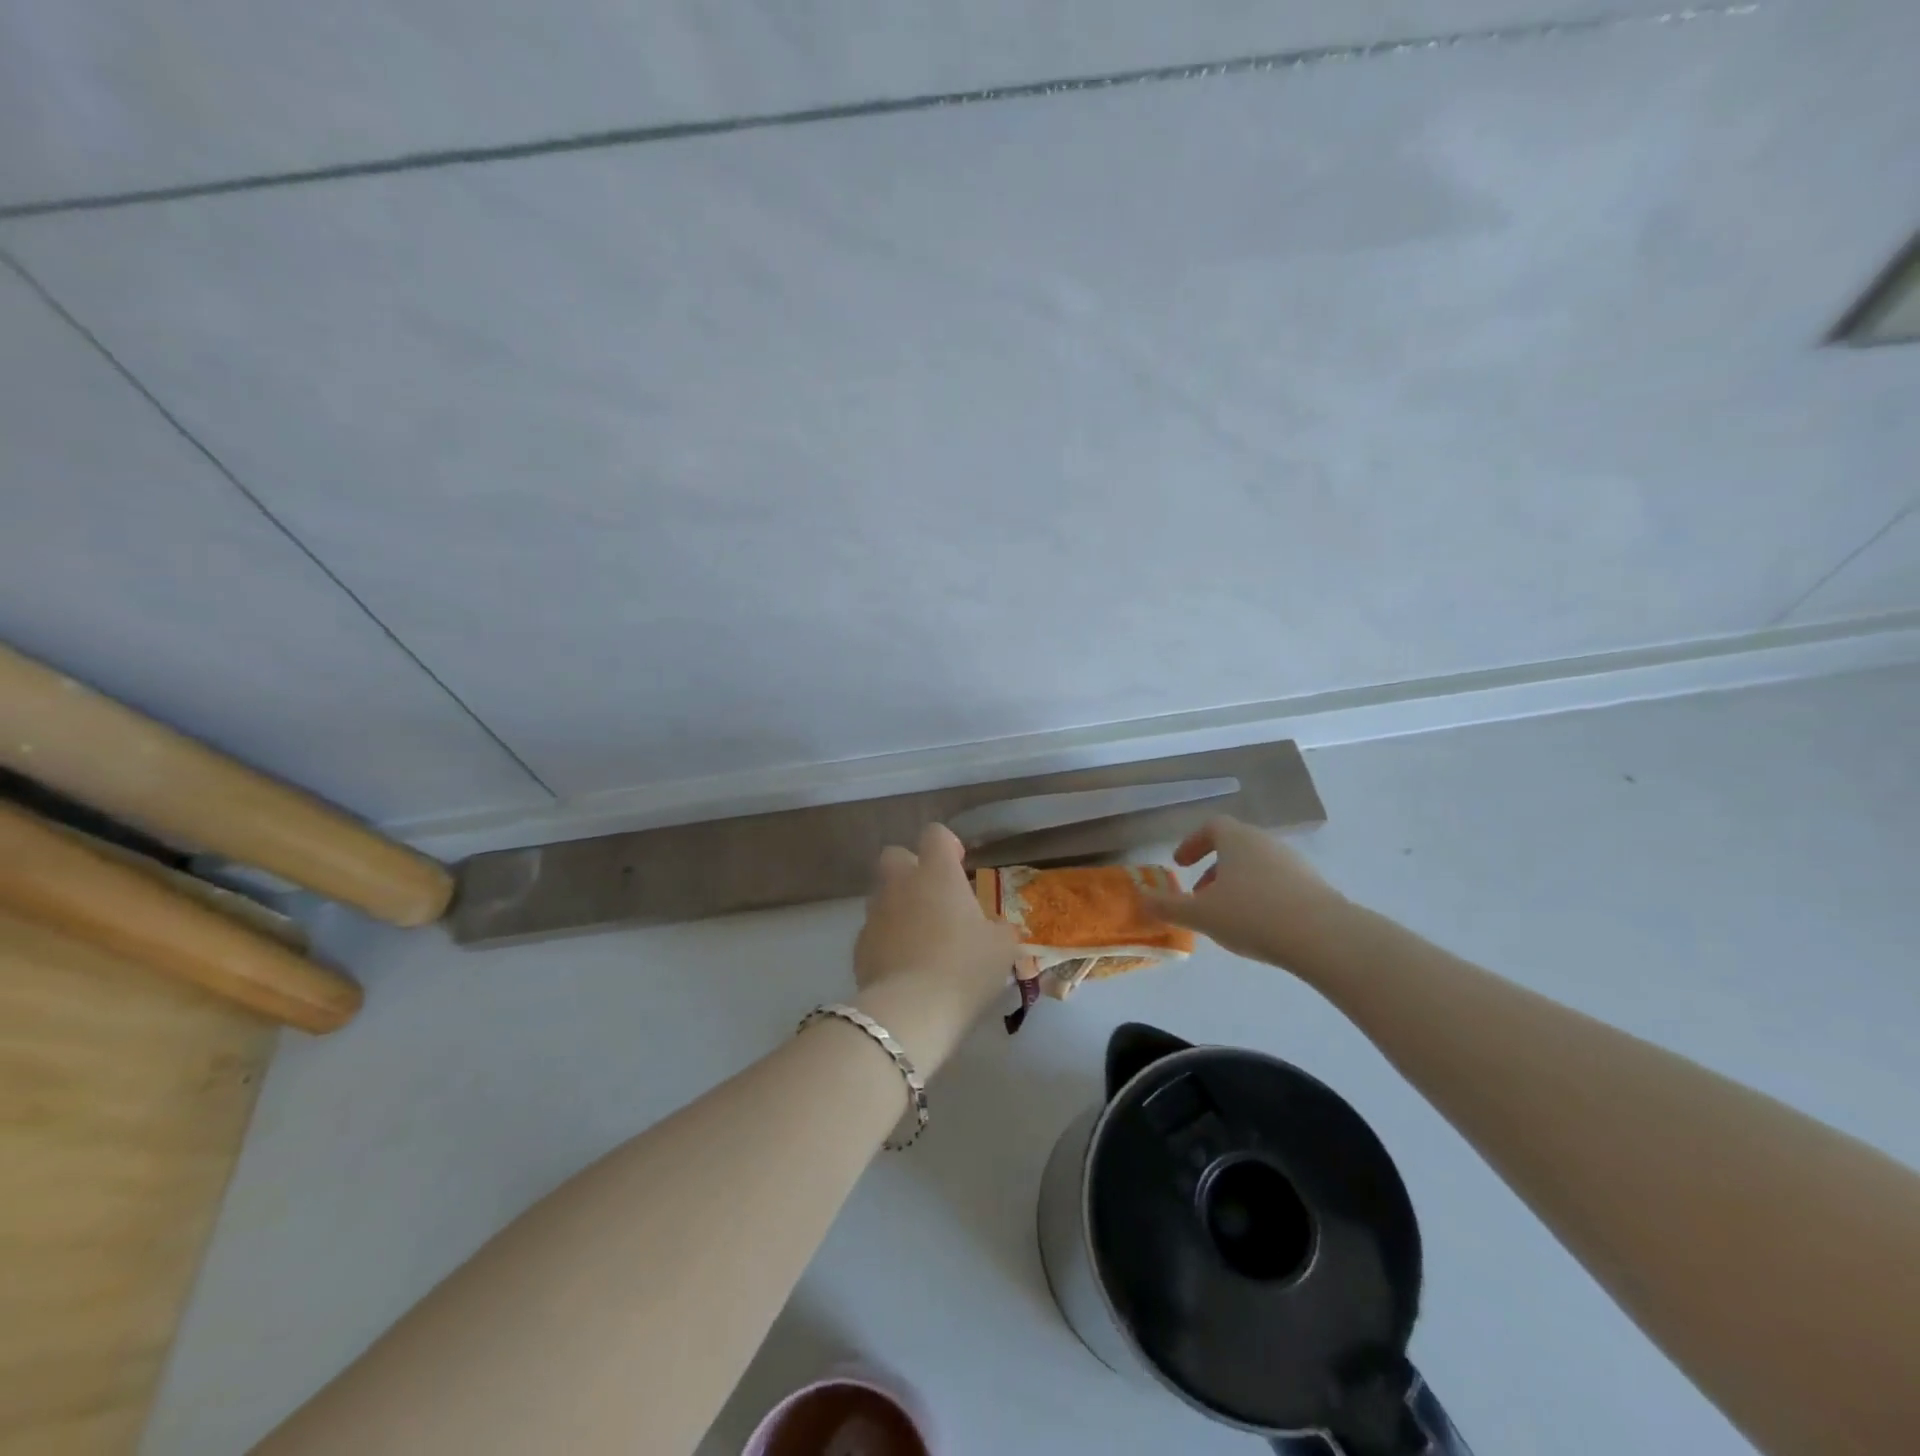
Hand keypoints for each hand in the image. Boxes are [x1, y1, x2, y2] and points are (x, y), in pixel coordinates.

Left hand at [851, 824, 1019, 1069]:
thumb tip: (996, 929)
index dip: (948, 845)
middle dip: (911, 868)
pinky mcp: (859, 945)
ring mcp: (875, 913)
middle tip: (935, 897)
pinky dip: (887, 939)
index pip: (935, 834)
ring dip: (899, 905)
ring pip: (882, 893)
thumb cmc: (964, 967)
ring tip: (921, 937)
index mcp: (937, 874)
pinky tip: (904, 965)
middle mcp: (901, 884)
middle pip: (895, 855)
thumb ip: (999, 930)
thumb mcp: (1002, 948)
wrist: (911, 1010)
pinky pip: (874, 930)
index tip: (960, 866)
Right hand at [1138, 816, 1346, 973]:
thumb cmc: (1252, 915)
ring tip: (1227, 915)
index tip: (1180, 864)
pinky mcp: (1315, 887)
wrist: (1324, 937)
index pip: (1212, 826)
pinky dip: (1261, 897)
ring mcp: (1294, 863)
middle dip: (1213, 869)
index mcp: (1237, 839)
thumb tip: (1140, 899)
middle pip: (1235, 846)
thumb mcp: (1201, 914)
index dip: (1192, 843)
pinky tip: (1259, 927)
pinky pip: (1278, 884)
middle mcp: (1266, 843)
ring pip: (1257, 866)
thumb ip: (1168, 907)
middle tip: (1199, 895)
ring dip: (1237, 884)